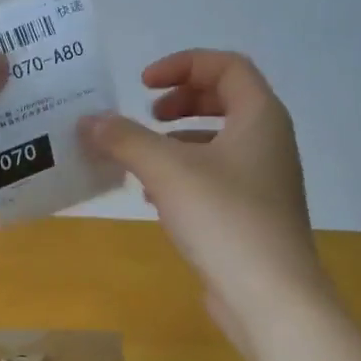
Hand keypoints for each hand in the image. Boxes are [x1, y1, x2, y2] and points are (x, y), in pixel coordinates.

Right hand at [79, 50, 326, 344]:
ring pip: (218, 143)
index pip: (227, 66)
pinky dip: (184, 176)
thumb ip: (126, 140)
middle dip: (181, 101)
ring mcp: (264, 181)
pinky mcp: (252, 215)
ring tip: (142, 160)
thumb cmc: (224, 218)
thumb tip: (90, 120)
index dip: (183, 65)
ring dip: (178, 141)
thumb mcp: (166, 171)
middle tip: (147, 115)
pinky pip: (216, 179)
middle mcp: (268, 142)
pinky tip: (155, 199)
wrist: (270, 295)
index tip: (143, 85)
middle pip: (225, 101)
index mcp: (260, 117)